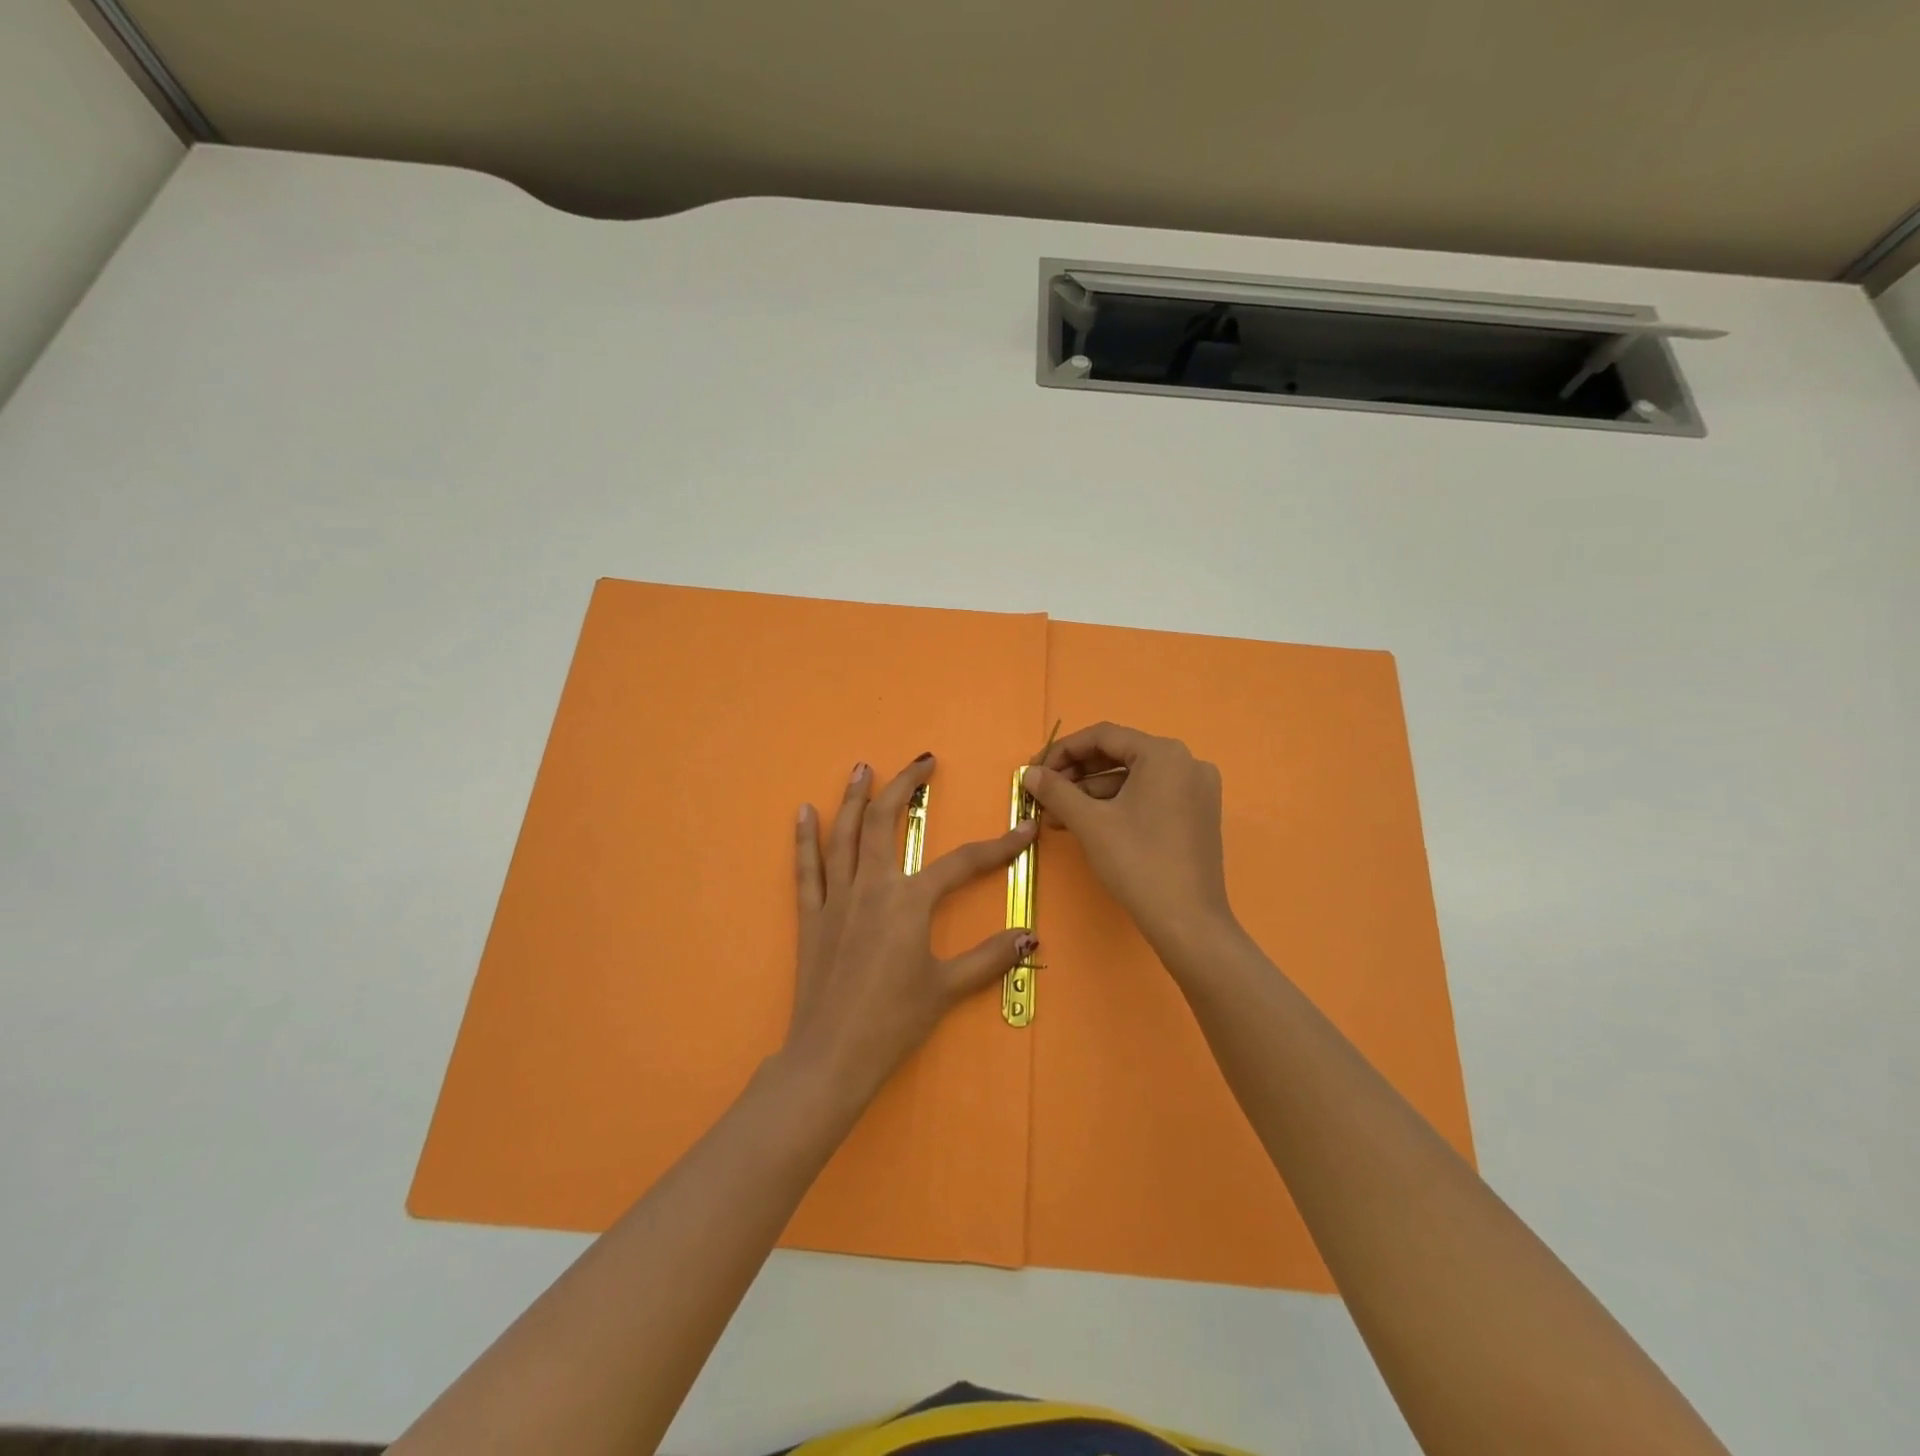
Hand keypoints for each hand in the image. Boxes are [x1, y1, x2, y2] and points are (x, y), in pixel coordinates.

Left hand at [784, 754, 1036, 1106]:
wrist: (831, 1056)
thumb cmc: (893, 1022)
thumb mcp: (947, 989)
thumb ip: (989, 958)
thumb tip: (1030, 937)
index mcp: (909, 903)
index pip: (962, 864)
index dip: (998, 846)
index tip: (1024, 829)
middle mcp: (872, 887)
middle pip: (885, 822)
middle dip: (904, 786)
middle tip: (922, 763)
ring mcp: (836, 898)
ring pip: (844, 834)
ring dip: (853, 797)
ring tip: (861, 767)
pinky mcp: (811, 915)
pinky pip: (806, 868)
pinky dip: (804, 837)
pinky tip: (802, 811)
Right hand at [1021, 722, 1237, 965]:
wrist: (1188, 922)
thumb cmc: (1138, 862)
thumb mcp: (1090, 822)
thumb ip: (1056, 790)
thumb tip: (1029, 774)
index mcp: (1164, 754)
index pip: (1103, 736)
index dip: (1063, 751)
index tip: (1035, 771)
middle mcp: (1186, 762)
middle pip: (1119, 756)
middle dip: (1076, 775)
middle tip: (1043, 795)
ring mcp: (1196, 790)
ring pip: (1132, 780)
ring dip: (1092, 794)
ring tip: (1056, 817)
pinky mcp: (1196, 815)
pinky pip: (1149, 797)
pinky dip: (1117, 806)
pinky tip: (1086, 824)